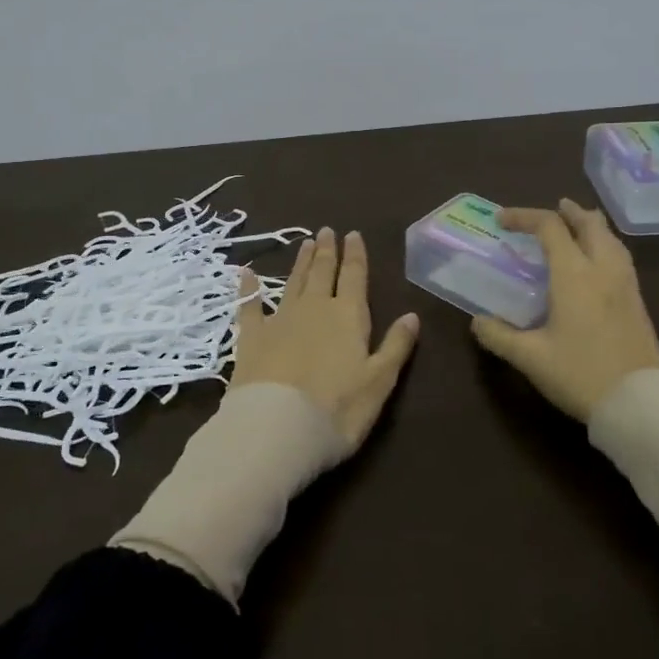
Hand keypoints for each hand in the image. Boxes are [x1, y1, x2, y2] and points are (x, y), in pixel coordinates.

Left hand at [231, 229, 420, 448]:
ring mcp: (280, 320)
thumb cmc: (338, 409)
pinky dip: (249, 288)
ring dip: (300, 263)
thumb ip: (396, 346)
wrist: (277, 427)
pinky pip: (250, 305)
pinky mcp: (251, 337)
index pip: (355, 277)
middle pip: (322, 273)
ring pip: (293, 283)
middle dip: (327, 252)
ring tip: (305, 243)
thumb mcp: (379, 382)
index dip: (356, 255)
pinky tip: (246, 274)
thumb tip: (413, 315)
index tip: (353, 234)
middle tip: (327, 231)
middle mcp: (315, 309)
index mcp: (348, 317)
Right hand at [471, 198, 658, 421]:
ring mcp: (626, 285)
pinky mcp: (638, 303)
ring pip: (611, 239)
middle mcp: (603, 270)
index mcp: (574, 274)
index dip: (524, 217)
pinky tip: (599, 263)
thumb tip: (477, 321)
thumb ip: (499, 336)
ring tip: (579, 226)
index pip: (549, 228)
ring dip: (592, 226)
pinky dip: (606, 245)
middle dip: (568, 212)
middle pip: (590, 224)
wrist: (641, 404)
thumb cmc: (581, 374)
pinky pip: (621, 258)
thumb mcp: (530, 358)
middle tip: (554, 209)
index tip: (501, 220)